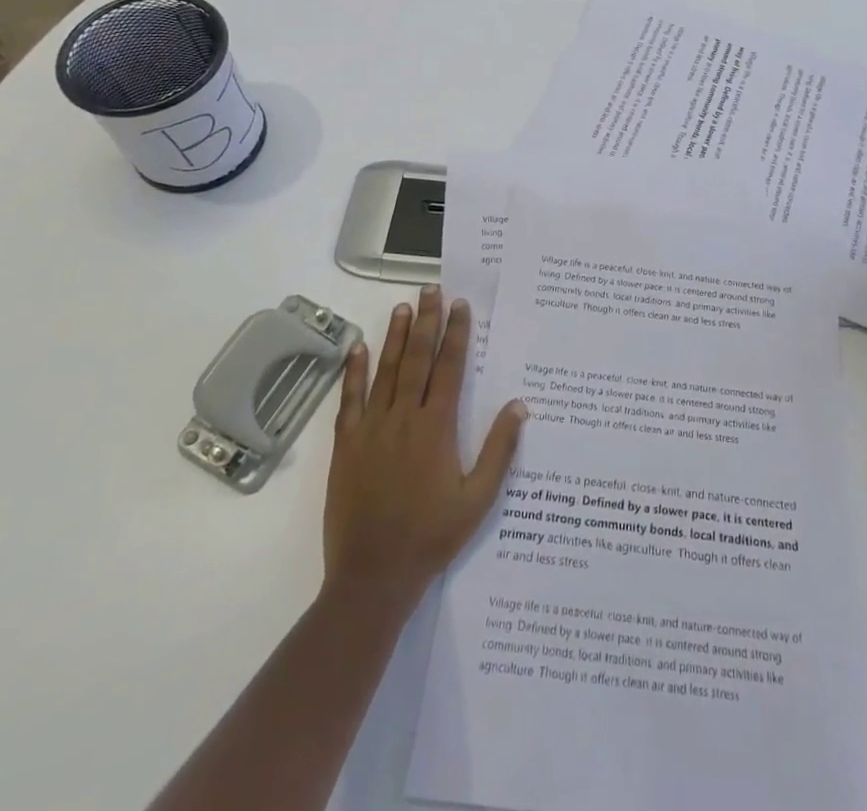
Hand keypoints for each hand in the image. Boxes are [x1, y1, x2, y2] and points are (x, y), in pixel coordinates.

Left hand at [323, 287, 526, 615]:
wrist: (372, 576)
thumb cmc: (431, 537)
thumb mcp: (477, 500)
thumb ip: (499, 450)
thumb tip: (520, 405)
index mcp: (436, 428)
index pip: (448, 368)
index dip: (456, 334)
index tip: (460, 306)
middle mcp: (403, 418)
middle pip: (417, 359)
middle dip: (427, 321)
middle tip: (432, 290)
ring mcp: (370, 430)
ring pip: (385, 371)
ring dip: (396, 337)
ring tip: (403, 307)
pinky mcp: (346, 446)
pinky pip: (349, 400)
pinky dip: (354, 371)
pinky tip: (358, 348)